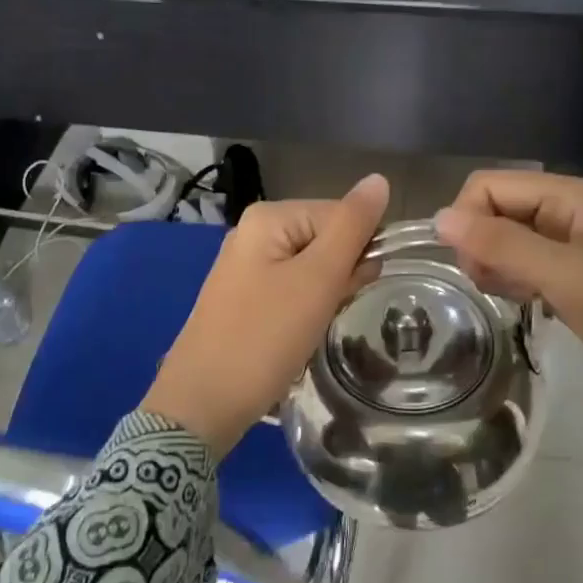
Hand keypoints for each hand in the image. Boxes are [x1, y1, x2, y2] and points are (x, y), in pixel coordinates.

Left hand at [143, 174, 390, 456]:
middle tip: (328, 311)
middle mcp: (255, 232)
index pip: (342, 214)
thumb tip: (380, 179)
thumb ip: (352, 227)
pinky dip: (306, 309)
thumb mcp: (317, 280)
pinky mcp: (245, 297)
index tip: (356, 289)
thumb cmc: (264, 338)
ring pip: (312, 268)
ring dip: (326, 294)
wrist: (203, 403)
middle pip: (326, 238)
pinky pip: (292, 289)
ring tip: (312, 326)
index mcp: (269, 217)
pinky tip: (298, 334)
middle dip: (341, 274)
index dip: (360, 250)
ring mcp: (247, 266)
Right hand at [433, 171, 582, 428]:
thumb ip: (503, 244)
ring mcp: (570, 243)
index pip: (489, 185)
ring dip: (496, 267)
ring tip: (518, 298)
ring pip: (503, 239)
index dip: (468, 219)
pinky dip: (513, 282)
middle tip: (496, 286)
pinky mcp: (571, 273)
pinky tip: (529, 304)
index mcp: (571, 196)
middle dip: (481, 245)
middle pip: (494, 209)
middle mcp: (567, 209)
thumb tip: (439, 219)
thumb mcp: (567, 279)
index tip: (473, 267)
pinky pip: (521, 264)